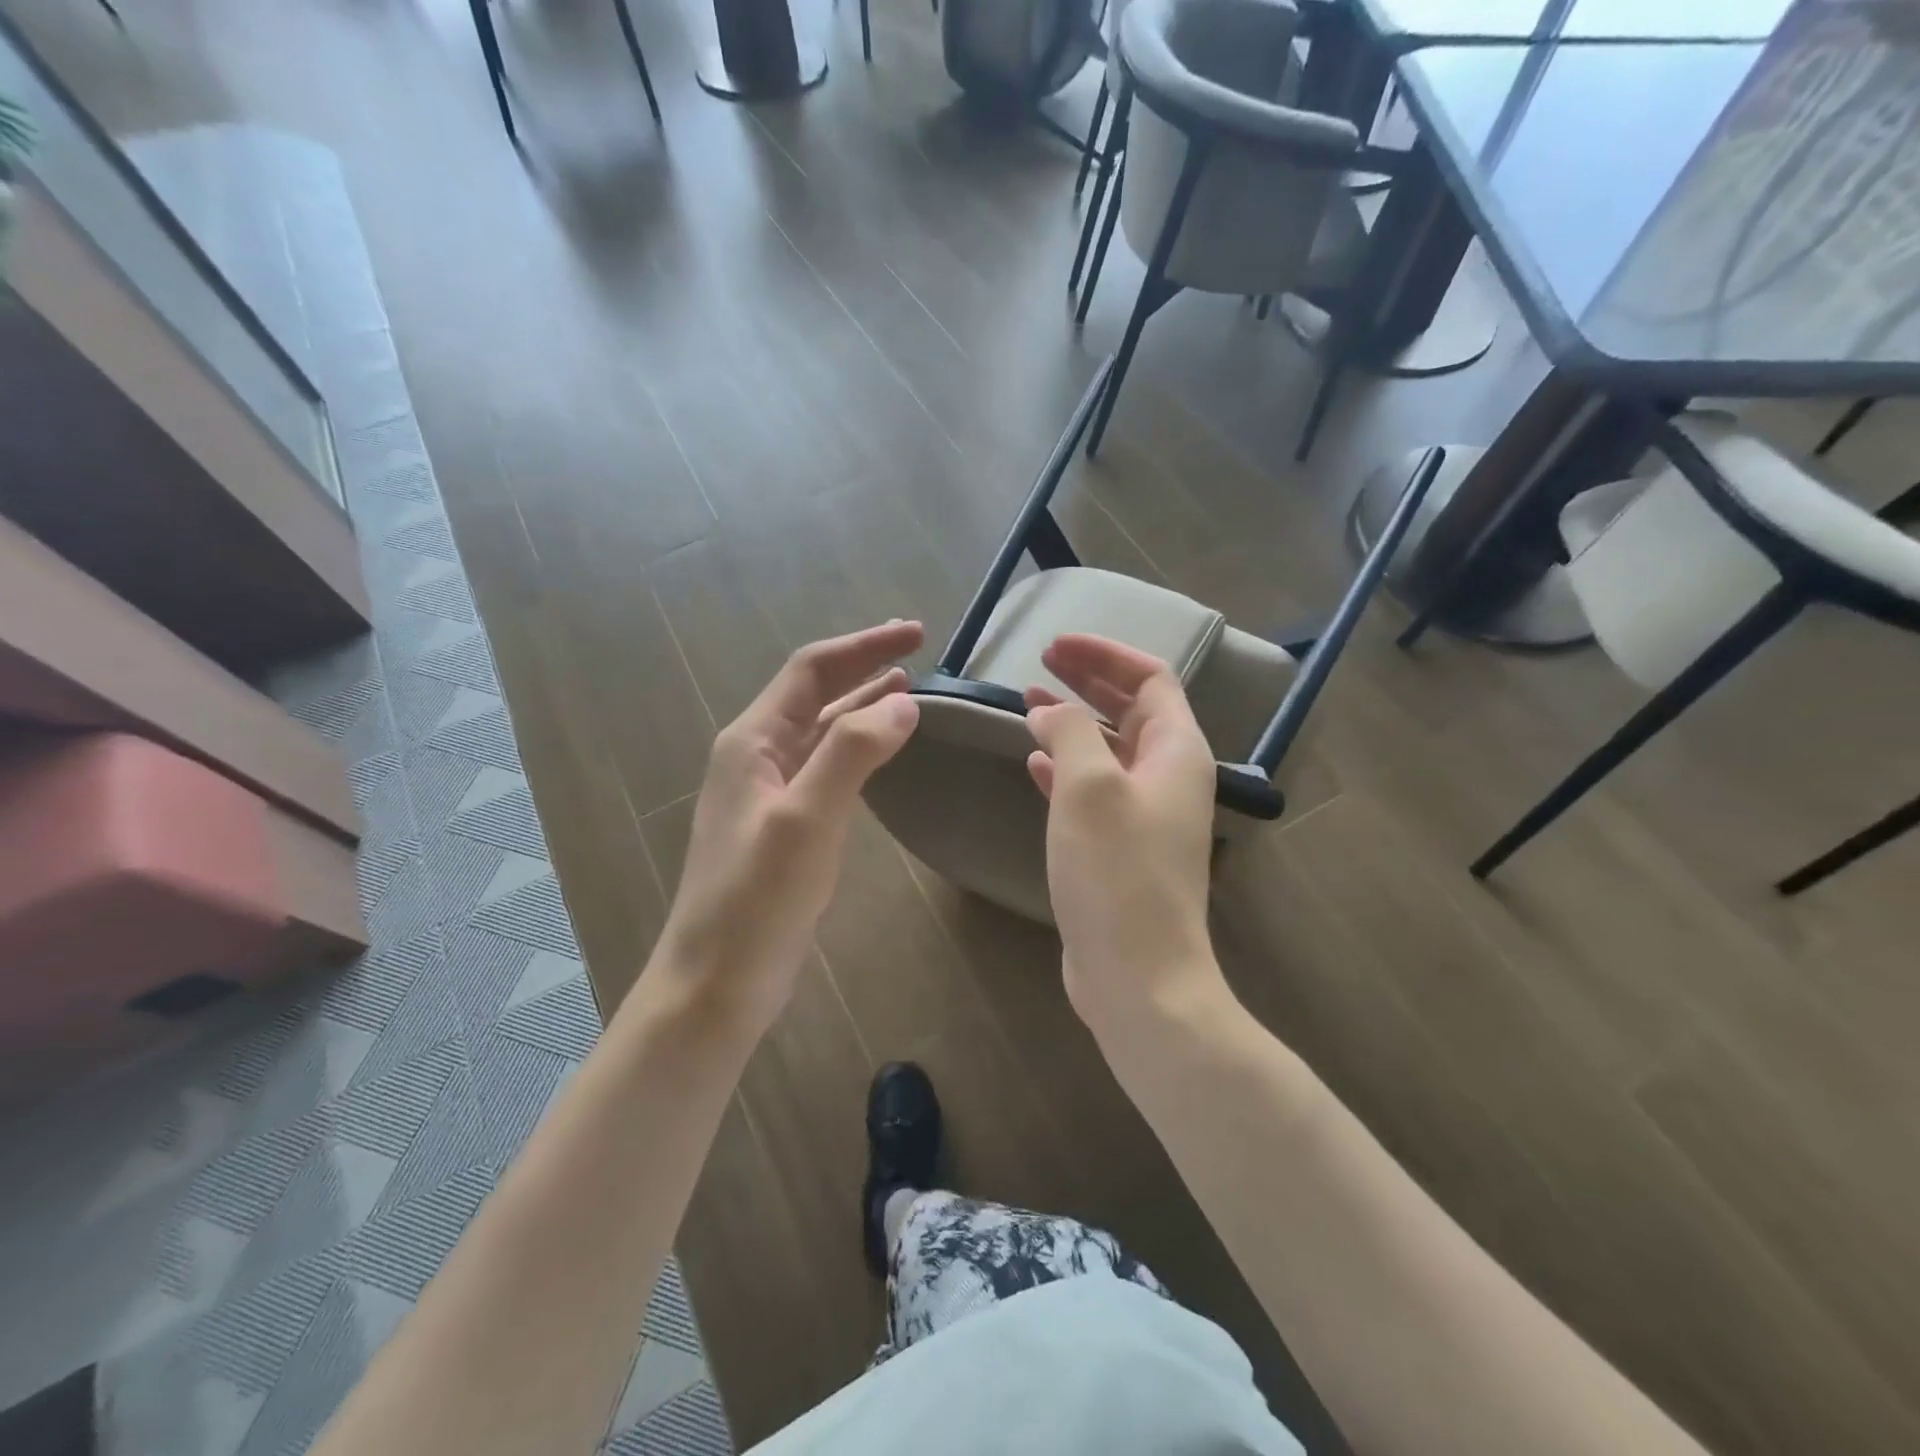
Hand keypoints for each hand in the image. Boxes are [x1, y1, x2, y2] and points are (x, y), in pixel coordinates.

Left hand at [651, 621, 923, 1037]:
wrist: (716, 982)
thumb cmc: (756, 899)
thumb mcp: (807, 819)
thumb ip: (853, 753)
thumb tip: (904, 701)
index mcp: (752, 741)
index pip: (812, 670)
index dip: (864, 645)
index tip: (917, 634)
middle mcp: (756, 756)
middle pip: (815, 694)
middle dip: (863, 667)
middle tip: (916, 652)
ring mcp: (768, 793)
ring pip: (820, 731)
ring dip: (860, 706)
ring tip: (905, 690)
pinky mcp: (783, 826)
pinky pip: (824, 768)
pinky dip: (855, 748)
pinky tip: (878, 751)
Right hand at [1025, 635, 1227, 1027]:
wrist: (1137, 973)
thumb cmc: (1117, 872)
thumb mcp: (1088, 787)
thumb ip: (1070, 732)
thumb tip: (1050, 709)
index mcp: (1177, 752)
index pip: (1150, 679)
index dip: (1103, 654)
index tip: (1054, 646)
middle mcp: (1168, 777)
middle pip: (1131, 710)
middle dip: (1086, 682)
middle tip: (1038, 664)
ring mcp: (1145, 815)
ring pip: (1109, 749)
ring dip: (1072, 722)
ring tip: (1026, 704)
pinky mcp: (1119, 847)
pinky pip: (1093, 790)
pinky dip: (1065, 768)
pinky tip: (1033, 763)